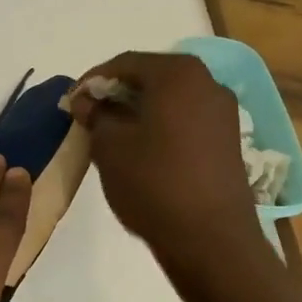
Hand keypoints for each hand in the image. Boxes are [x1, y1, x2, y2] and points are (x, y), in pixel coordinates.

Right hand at [71, 52, 262, 263]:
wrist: (210, 238)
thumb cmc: (154, 183)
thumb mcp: (110, 147)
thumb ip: (96, 115)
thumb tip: (87, 101)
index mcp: (178, 74)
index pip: (125, 63)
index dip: (93, 80)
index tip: (72, 101)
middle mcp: (208, 83)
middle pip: (152, 78)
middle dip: (118, 94)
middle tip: (90, 116)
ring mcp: (224, 112)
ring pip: (171, 100)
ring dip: (140, 111)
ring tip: (113, 135)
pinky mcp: (229, 140)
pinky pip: (187, 121)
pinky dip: (162, 127)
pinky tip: (143, 150)